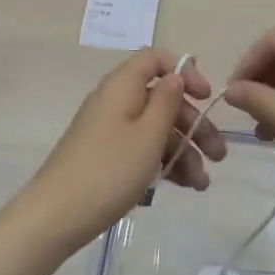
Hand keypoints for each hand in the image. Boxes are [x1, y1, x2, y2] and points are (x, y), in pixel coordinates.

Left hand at [17, 49, 226, 254]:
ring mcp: (109, 130)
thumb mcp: (147, 136)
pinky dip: (163, 163)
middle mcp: (115, 101)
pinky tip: (185, 186)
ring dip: (183, 150)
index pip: (155, 59)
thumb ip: (166, 102)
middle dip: (193, 124)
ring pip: (155, 128)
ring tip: (202, 184)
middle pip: (161, 98)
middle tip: (219, 155)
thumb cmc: (108, 170)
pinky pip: (141, 149)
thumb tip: (175, 76)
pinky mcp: (106, 156)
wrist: (55, 216)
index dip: (184, 72)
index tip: (206, 98)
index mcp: (122, 86)